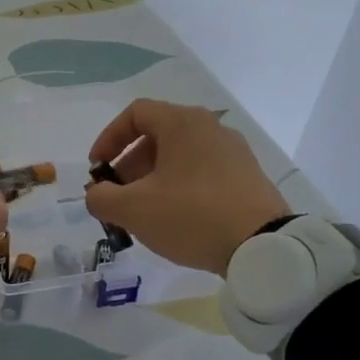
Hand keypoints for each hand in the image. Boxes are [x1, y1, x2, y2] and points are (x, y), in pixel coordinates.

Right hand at [86, 99, 290, 275]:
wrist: (263, 246)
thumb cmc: (191, 215)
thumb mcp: (133, 209)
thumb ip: (102, 198)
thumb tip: (97, 194)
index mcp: (182, 122)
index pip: (135, 113)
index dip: (108, 139)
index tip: (98, 170)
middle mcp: (210, 127)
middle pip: (157, 136)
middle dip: (128, 165)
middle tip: (117, 196)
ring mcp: (233, 152)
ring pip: (180, 156)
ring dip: (152, 179)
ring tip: (143, 213)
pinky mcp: (248, 176)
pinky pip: (202, 172)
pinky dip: (180, 187)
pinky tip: (176, 219)